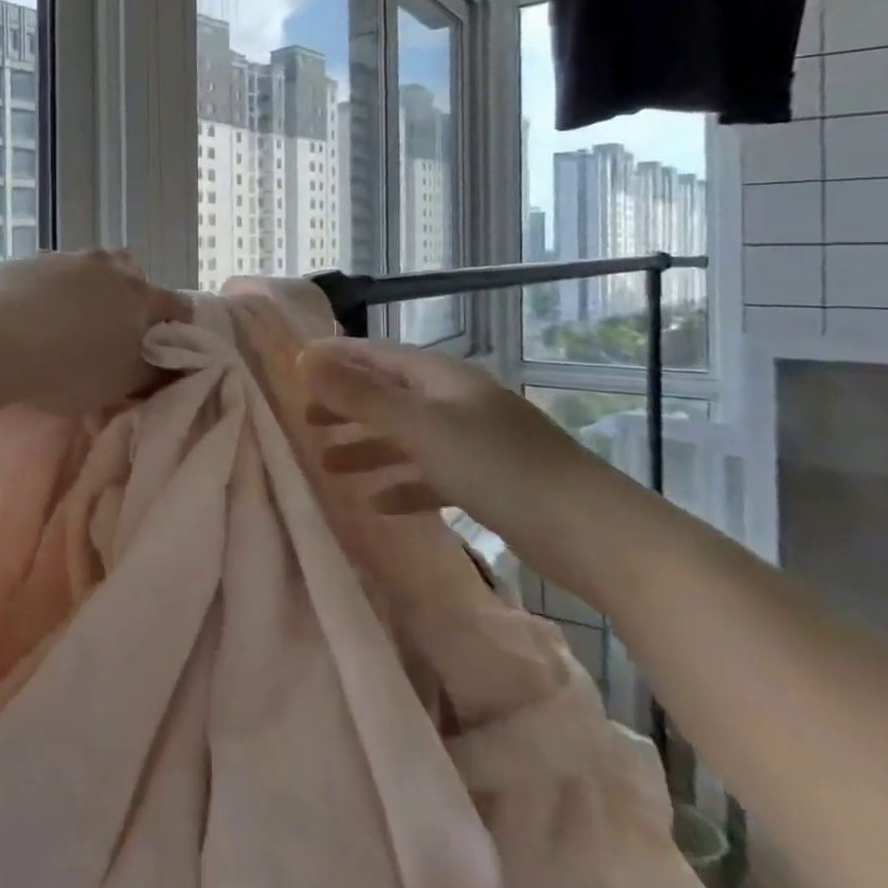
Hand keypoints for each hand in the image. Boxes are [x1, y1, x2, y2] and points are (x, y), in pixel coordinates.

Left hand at [0, 249, 190, 415]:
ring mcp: (65, 259)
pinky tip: (32, 316)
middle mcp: (108, 267)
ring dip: (88, 289)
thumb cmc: (68, 369)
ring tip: (71, 321)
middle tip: (115, 331)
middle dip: (130, 298)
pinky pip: (49, 274)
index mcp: (139, 297)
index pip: (178, 305)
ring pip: (90, 268)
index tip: (165, 345)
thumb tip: (169, 368)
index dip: (177, 325)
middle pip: (133, 274)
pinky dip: (50, 291)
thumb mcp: (118, 384)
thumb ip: (152, 374)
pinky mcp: (26, 261)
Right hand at [299, 338, 629, 564]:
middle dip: (346, 405)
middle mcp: (456, 401)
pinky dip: (403, 483)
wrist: (594, 532)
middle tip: (305, 420)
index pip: (377, 355)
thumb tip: (304, 358)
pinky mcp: (489, 481)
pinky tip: (379, 504)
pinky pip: (431, 473)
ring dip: (368, 447)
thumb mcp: (420, 427)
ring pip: (407, 437)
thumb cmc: (498, 467)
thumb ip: (360, 395)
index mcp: (441, 378)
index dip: (336, 358)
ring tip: (328, 465)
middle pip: (389, 395)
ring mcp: (475, 441)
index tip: (294, 367)